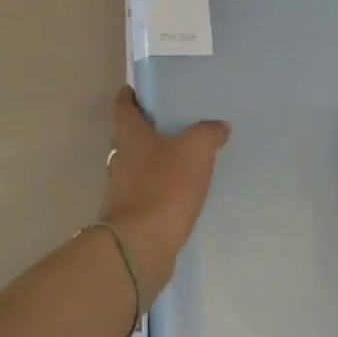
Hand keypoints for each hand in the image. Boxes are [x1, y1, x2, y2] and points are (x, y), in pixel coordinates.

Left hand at [98, 88, 229, 305]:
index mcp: (130, 137)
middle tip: (165, 127)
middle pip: (126, 138)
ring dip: (148, 164)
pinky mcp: (126, 218)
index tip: (133, 91)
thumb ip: (207, 133)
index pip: (123, 108)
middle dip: (141, 131)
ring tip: (174, 162)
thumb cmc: (164, 187)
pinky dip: (152, 191)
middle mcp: (119, 160)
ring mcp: (119, 190)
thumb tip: (219, 126)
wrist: (140, 245)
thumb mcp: (195, 151)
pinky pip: (140, 195)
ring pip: (131, 168)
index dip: (128, 97)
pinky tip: (172, 196)